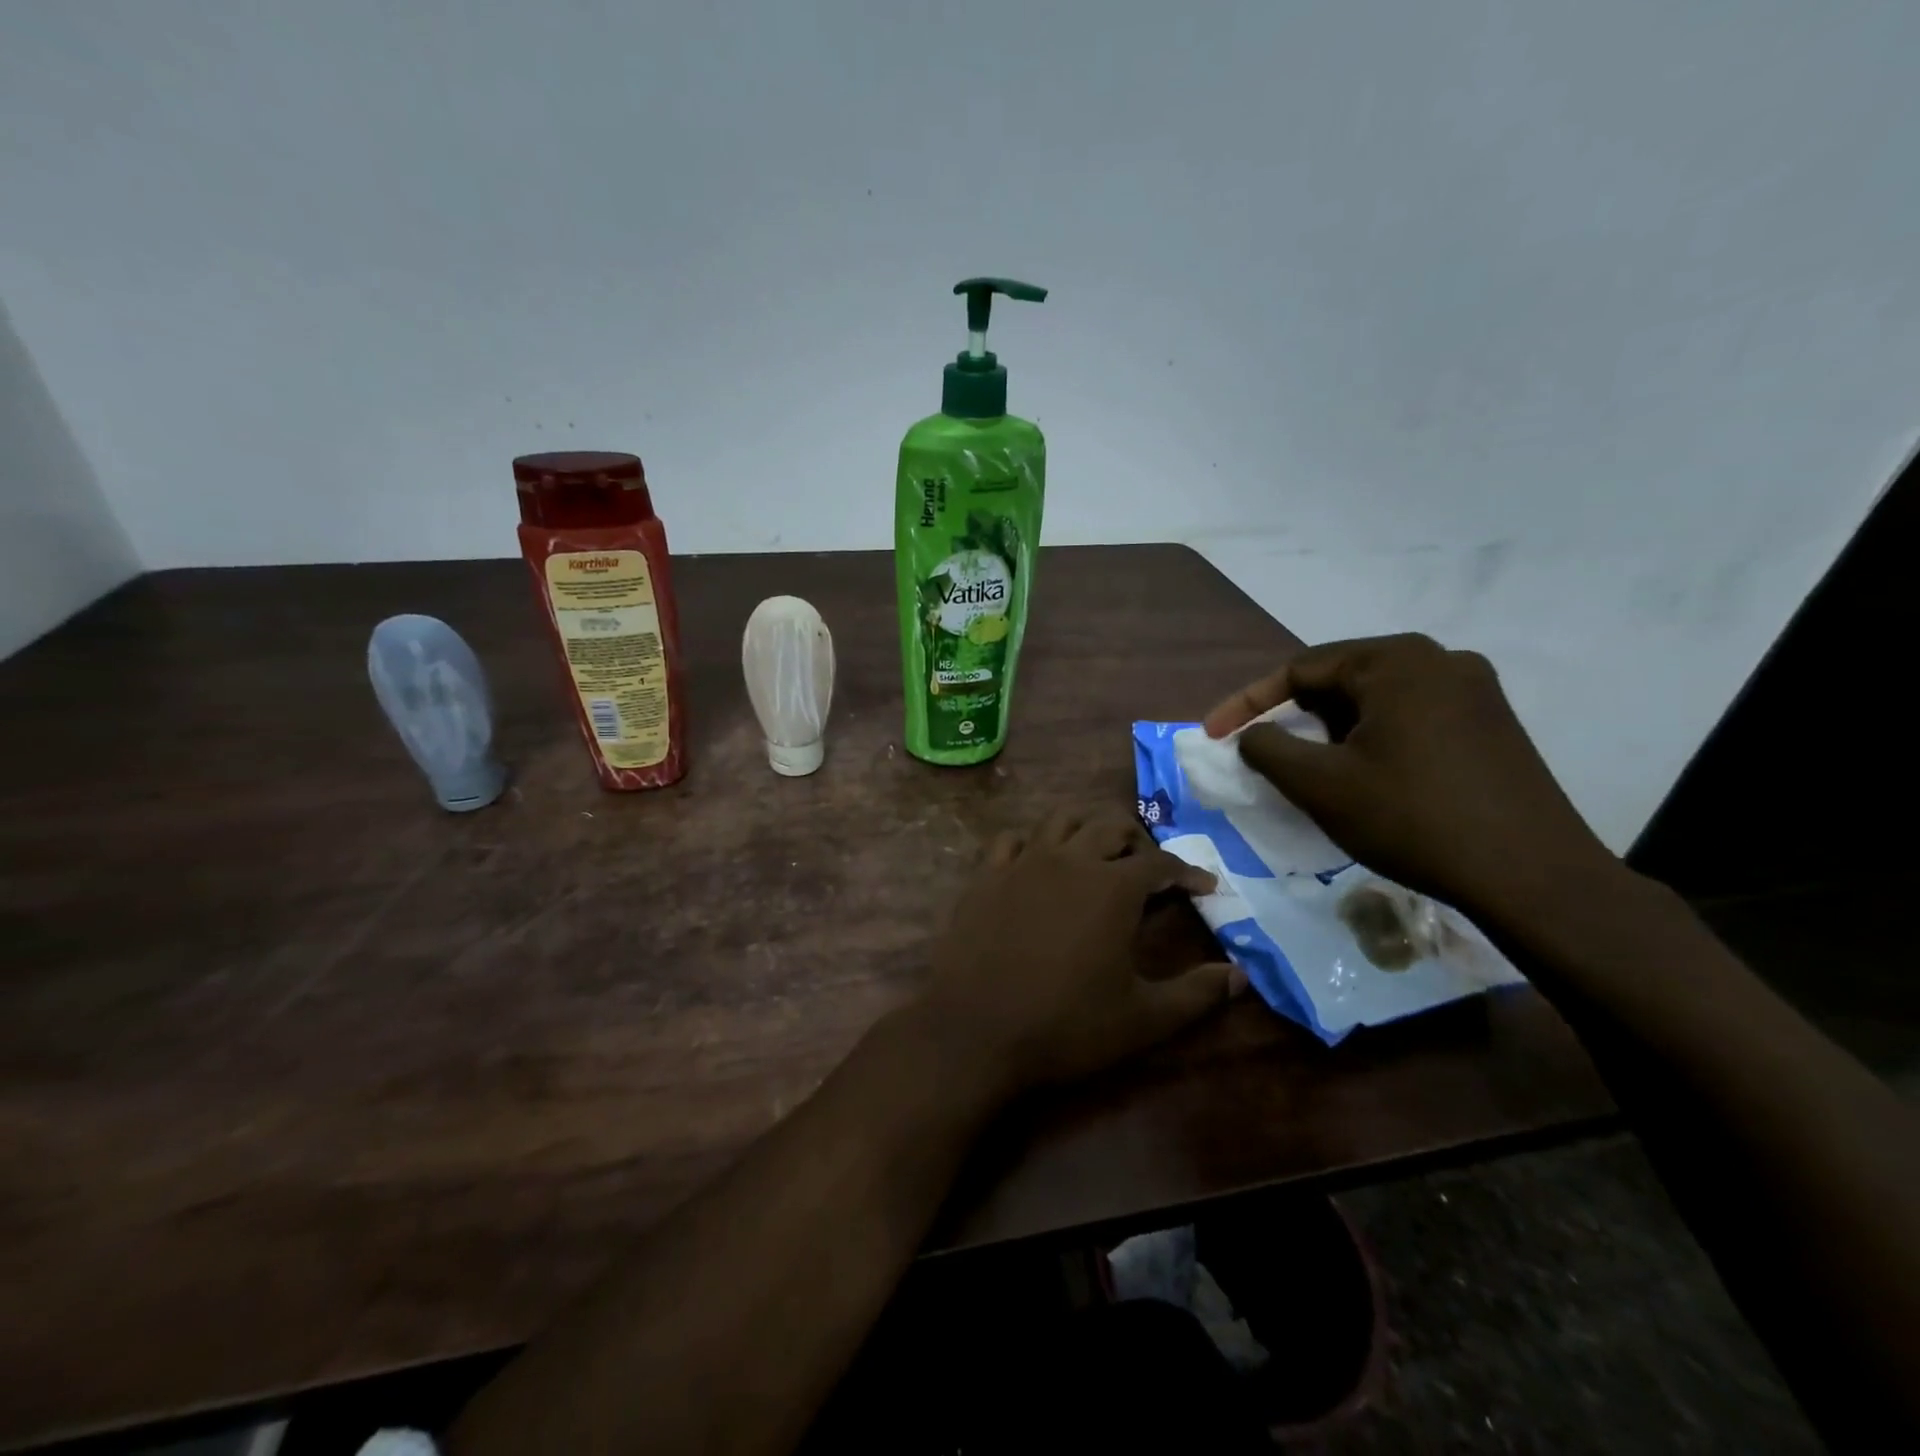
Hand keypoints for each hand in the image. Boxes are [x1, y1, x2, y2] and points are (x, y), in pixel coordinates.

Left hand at [915, 811, 1236, 1093]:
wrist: (975, 1029)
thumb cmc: (1066, 1025)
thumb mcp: (1143, 1019)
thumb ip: (1197, 994)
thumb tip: (1240, 976)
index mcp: (1112, 887)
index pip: (1161, 864)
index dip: (1188, 873)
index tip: (1205, 886)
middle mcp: (1069, 860)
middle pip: (1110, 826)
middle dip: (1139, 841)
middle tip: (1150, 869)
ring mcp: (1022, 863)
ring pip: (1061, 820)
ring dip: (1086, 828)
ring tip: (1098, 853)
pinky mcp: (986, 875)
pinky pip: (1011, 840)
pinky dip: (1032, 844)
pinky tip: (1037, 864)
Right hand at [1204, 634, 1615, 921]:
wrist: (1532, 876)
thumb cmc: (1413, 819)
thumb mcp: (1320, 784)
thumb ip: (1268, 748)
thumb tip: (1252, 735)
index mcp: (1396, 661)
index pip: (1299, 669)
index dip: (1247, 703)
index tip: (1213, 736)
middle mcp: (1440, 659)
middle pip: (1339, 680)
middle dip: (1294, 718)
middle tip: (1265, 756)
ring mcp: (1475, 690)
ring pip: (1375, 701)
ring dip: (1332, 731)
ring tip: (1312, 771)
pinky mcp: (1492, 724)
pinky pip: (1410, 717)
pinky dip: (1372, 739)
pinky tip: (1365, 777)